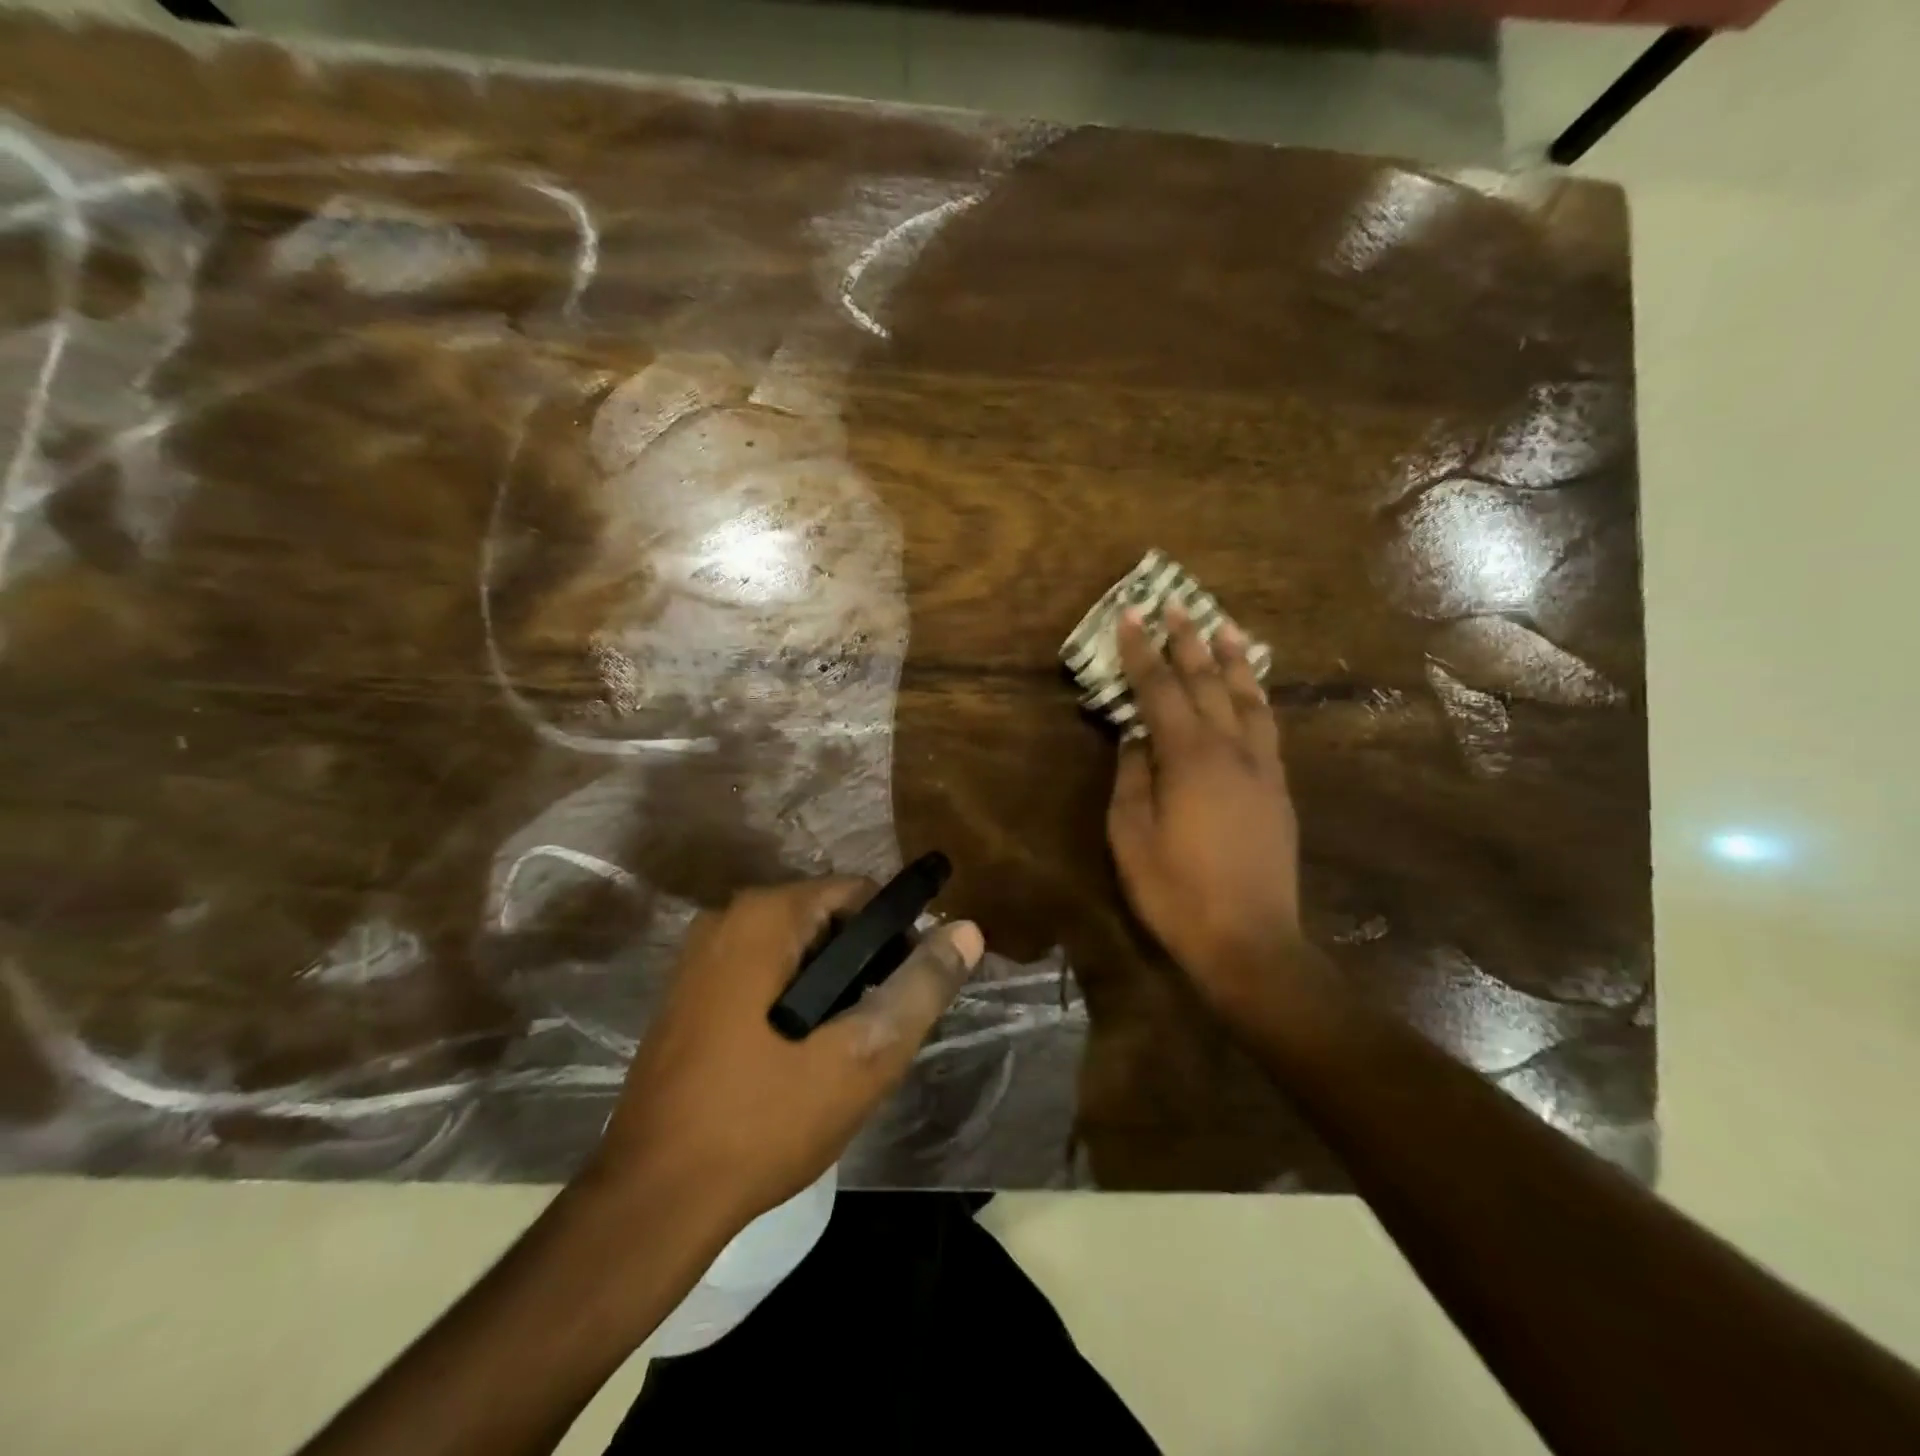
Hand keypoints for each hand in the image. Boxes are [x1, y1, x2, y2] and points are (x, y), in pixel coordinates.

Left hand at [585, 878, 982, 1233]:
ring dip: (830, 990)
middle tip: (876, 1034)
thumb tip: (967, 930)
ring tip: (843, 1053)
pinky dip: (792, 1002)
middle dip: (863, 968)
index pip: (860, 894)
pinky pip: (761, 976)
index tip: (907, 995)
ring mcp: (700, 958)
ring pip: (795, 952)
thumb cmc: (763, 1120)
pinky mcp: (687, 995)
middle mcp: (726, 919)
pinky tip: (798, 1060)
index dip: (897, 938)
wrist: (652, 1200)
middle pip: (826, 921)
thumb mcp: (862, 1056)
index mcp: (765, 915)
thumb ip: (919, 988)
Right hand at [1107, 603, 1309, 1022]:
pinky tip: (1252, 690)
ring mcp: (1261, 768)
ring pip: (1248, 698)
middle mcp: (1230, 750)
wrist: (1250, 940)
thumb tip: (1135, 738)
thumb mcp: (1131, 836)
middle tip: (1175, 605)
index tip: (1130, 616)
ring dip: (1233, 660)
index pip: (1160, 691)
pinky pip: (1267, 726)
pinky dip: (1257, 697)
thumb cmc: (1177, 891)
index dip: (1142, 652)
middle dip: (1188, 642)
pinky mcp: (1278, 789)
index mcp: (1188, 757)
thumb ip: (1132, 778)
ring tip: (1225, 627)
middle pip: (1208, 683)